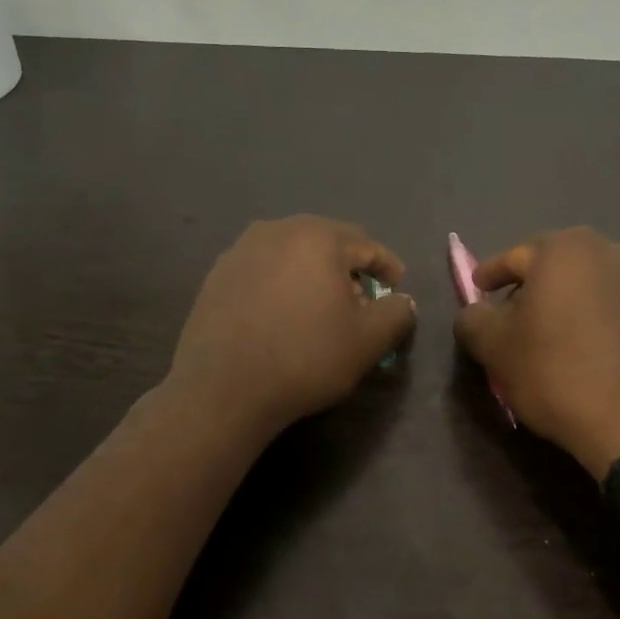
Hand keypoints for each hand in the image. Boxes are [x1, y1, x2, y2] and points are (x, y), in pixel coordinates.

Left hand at [169, 216, 416, 436]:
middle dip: (349, 269)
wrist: (223, 388)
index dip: (387, 266)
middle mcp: (276, 230)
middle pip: (326, 244)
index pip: (366, 244)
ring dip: (313, 276)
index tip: (397, 288)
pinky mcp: (216, 276)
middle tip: (362, 300)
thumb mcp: (368, 341)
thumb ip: (396, 313)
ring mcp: (240, 251)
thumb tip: (403, 301)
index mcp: (318, 237)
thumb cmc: (305, 357)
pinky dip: (282, 286)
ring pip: (292, 256)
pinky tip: (283, 317)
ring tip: (321, 309)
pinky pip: (263, 272)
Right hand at [453, 228, 619, 477]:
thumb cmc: (555, 372)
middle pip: (553, 266)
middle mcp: (609, 251)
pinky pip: (611, 308)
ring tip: (544, 336)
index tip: (476, 292)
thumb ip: (472, 319)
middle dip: (528, 288)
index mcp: (565, 249)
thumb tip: (474, 313)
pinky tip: (579, 349)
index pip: (513, 257)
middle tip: (509, 317)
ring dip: (561, 304)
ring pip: (584, 286)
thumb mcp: (494, 347)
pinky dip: (589, 320)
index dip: (488, 276)